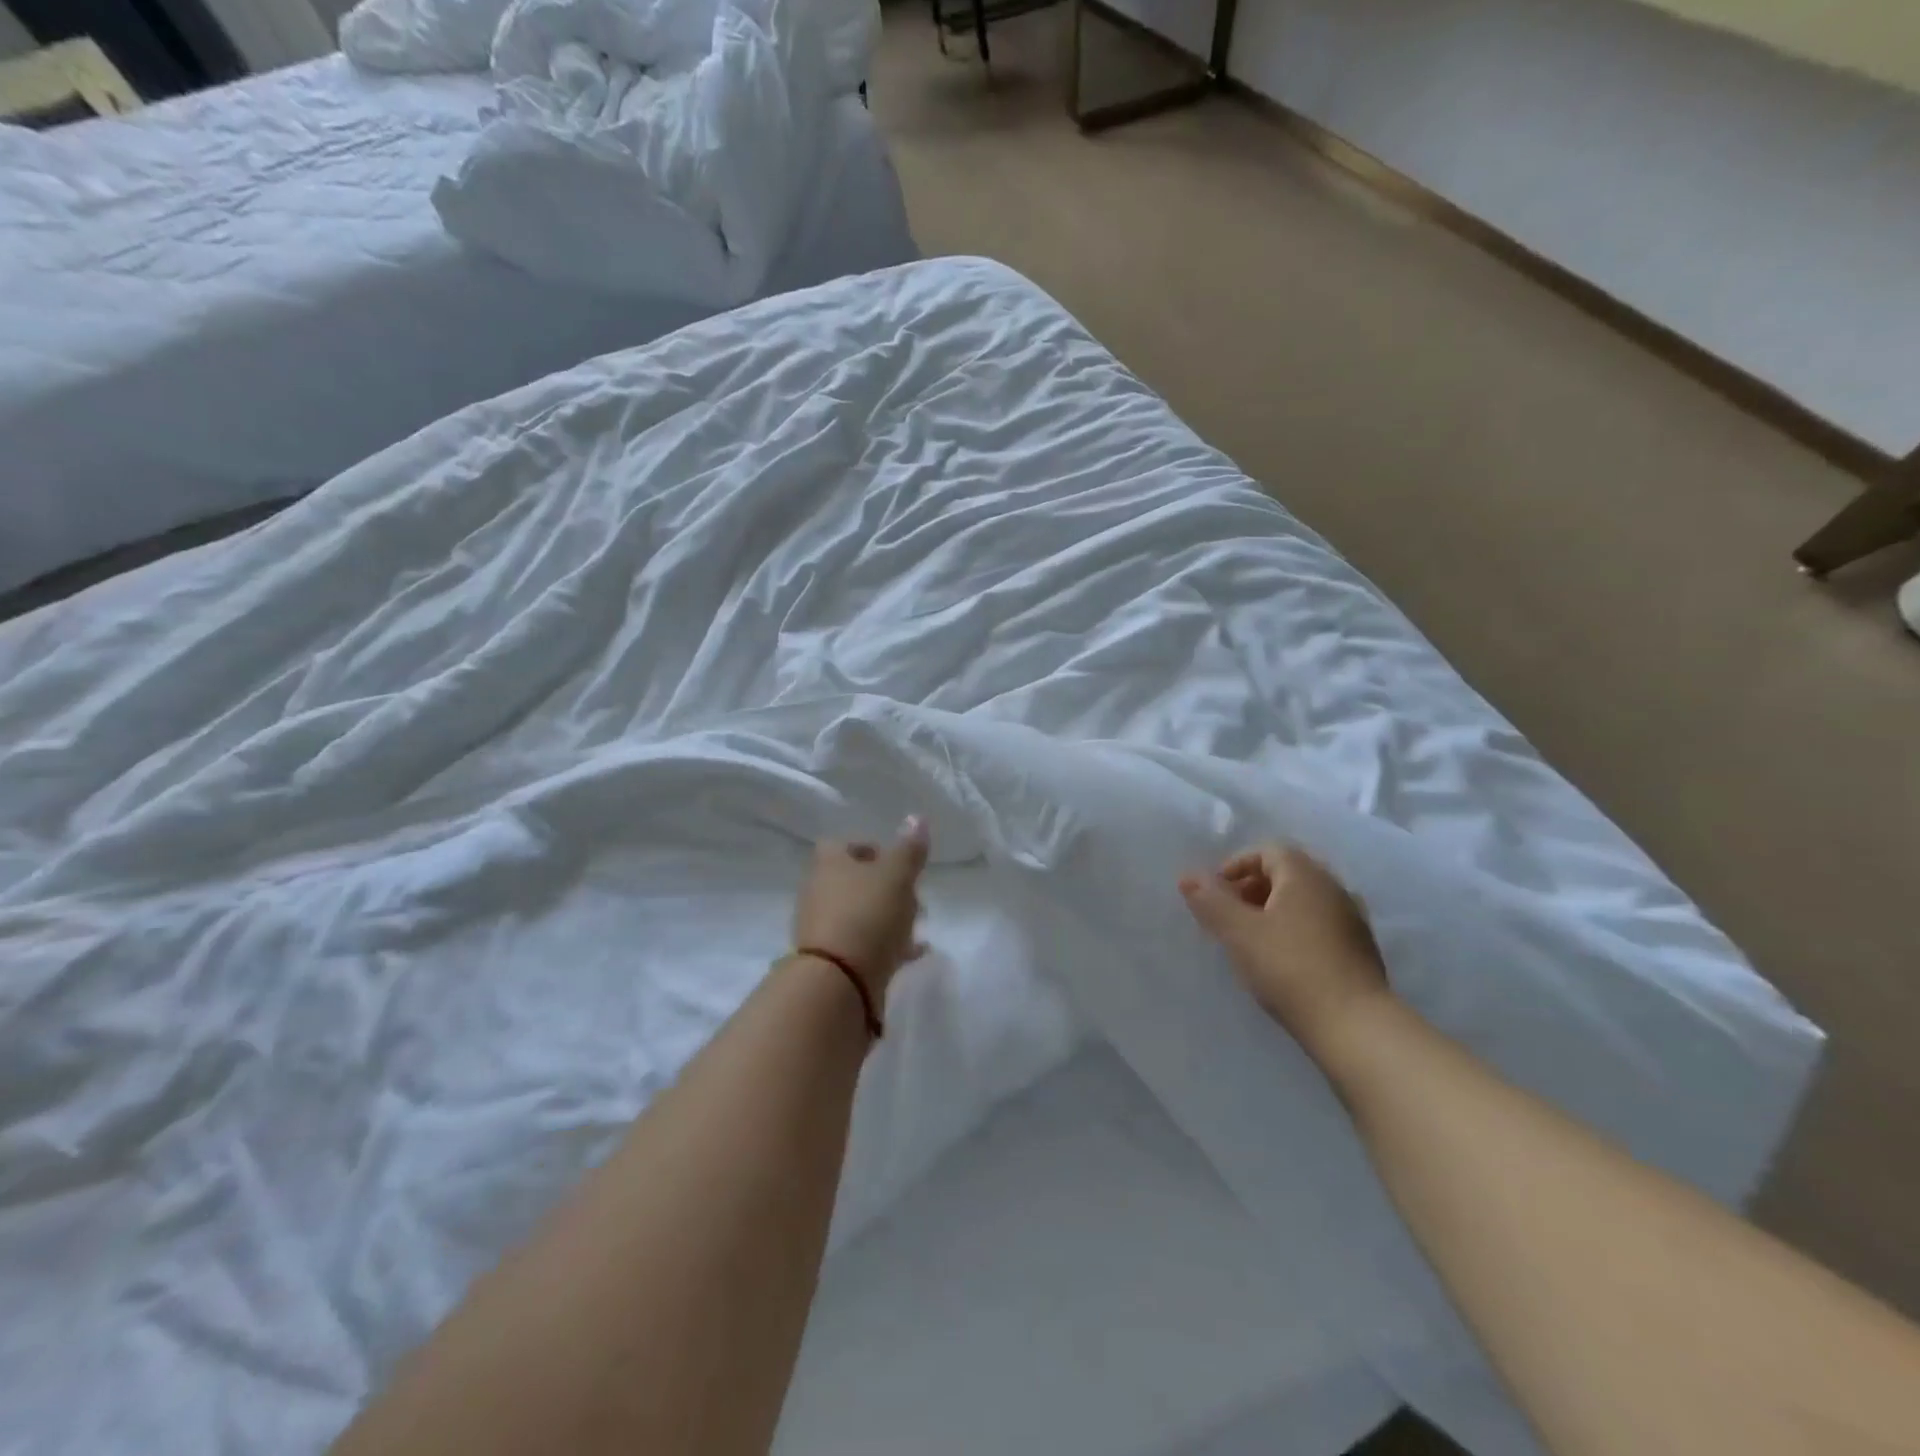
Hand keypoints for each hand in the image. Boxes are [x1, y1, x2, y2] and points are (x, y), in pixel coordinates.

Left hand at [793, 816, 930, 999]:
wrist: (837, 982)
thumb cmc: (867, 915)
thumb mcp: (896, 876)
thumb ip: (909, 849)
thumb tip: (917, 817)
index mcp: (829, 863)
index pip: (844, 844)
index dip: (871, 848)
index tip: (897, 862)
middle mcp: (819, 891)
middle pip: (854, 881)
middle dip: (887, 887)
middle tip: (914, 897)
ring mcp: (823, 928)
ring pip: (860, 914)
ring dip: (889, 917)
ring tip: (917, 928)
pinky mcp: (832, 961)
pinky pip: (863, 945)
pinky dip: (887, 945)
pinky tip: (913, 954)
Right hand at [1179, 844, 1390, 1058]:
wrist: (1354, 1025)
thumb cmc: (1289, 967)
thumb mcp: (1238, 932)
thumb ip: (1211, 901)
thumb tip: (1188, 877)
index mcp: (1305, 875)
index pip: (1268, 850)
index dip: (1236, 865)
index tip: (1215, 892)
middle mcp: (1334, 887)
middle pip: (1288, 872)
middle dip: (1254, 886)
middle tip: (1229, 913)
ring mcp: (1352, 919)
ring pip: (1305, 900)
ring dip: (1275, 909)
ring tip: (1251, 938)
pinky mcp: (1361, 950)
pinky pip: (1320, 923)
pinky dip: (1296, 928)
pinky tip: (1282, 959)